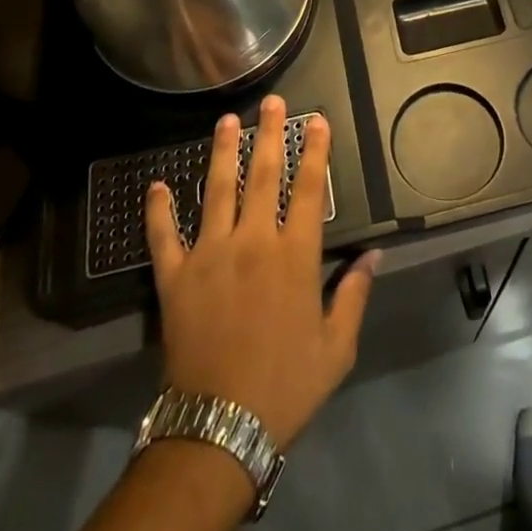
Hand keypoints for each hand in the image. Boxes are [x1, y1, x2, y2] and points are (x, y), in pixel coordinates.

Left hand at [144, 95, 378, 447]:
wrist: (219, 429)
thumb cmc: (285, 386)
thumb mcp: (336, 347)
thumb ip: (354, 294)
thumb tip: (375, 255)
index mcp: (294, 255)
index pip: (309, 189)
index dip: (315, 151)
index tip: (317, 120)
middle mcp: (252, 241)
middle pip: (263, 175)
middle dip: (269, 133)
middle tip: (270, 101)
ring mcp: (209, 255)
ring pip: (216, 190)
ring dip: (222, 151)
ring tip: (226, 120)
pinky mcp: (175, 278)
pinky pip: (163, 236)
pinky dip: (158, 210)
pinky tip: (156, 186)